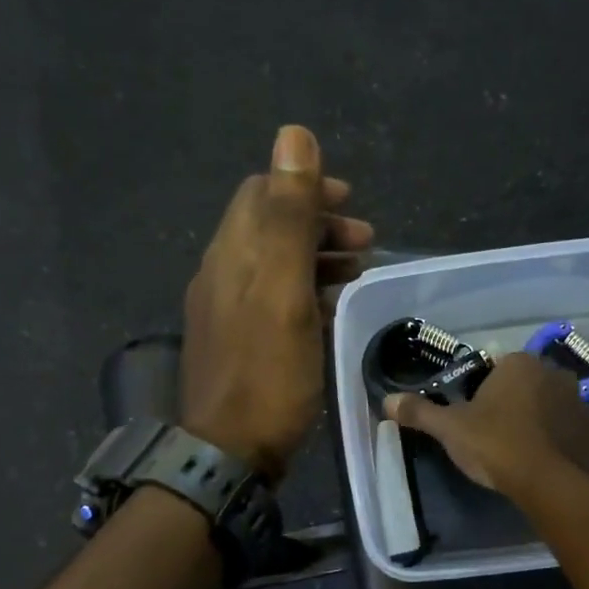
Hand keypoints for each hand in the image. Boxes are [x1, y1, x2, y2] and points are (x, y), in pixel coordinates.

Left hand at [180, 126, 372, 479]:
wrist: (229, 453)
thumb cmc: (266, 374)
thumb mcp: (283, 292)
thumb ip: (288, 217)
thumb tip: (293, 134)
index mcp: (232, 256)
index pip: (261, 194)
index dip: (305, 188)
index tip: (351, 202)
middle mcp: (222, 276)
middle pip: (268, 229)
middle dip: (317, 224)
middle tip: (366, 242)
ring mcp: (227, 313)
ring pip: (274, 267)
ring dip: (316, 258)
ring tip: (357, 272)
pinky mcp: (239, 345)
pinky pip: (274, 301)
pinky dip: (306, 292)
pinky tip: (330, 311)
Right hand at [384, 351, 588, 497]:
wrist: (552, 483)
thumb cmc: (497, 445)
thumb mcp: (451, 429)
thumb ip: (420, 412)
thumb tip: (386, 400)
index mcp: (519, 363)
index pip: (494, 368)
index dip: (480, 392)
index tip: (472, 418)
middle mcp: (554, 372)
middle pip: (523, 385)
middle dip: (510, 404)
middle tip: (492, 436)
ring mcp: (579, 400)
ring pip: (547, 406)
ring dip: (535, 421)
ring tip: (518, 452)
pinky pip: (567, 429)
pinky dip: (555, 440)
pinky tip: (542, 463)